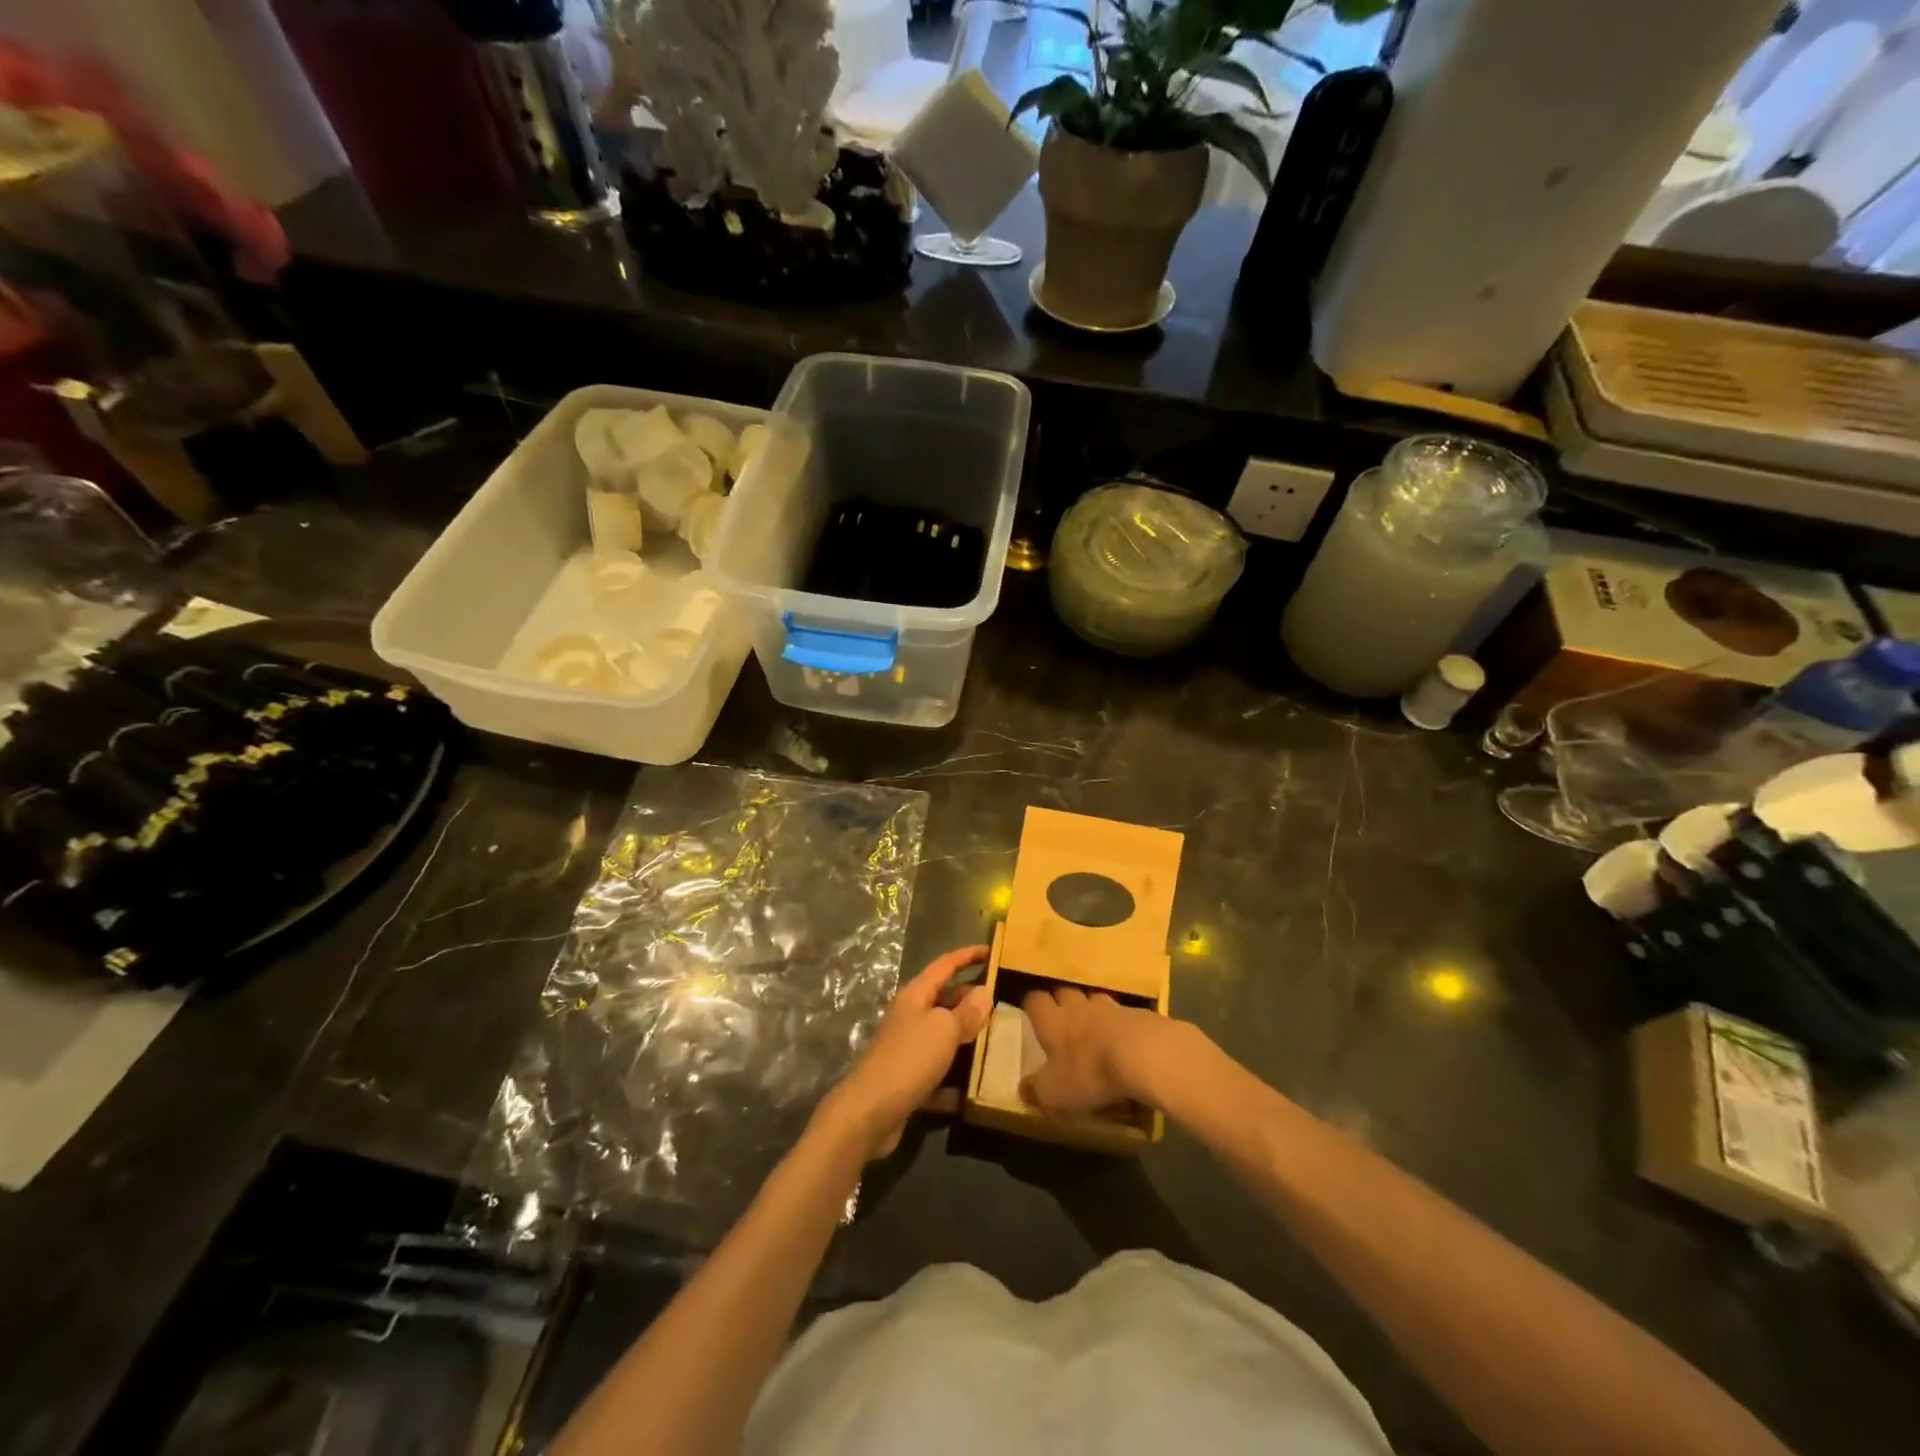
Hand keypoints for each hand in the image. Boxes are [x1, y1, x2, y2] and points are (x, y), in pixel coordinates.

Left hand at [819, 946, 991, 1159]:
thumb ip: (966, 1011)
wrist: (869, 1113)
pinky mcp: (910, 1080)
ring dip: (968, 1038)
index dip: (968, 955)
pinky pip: (940, 1072)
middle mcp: (911, 1017)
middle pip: (946, 999)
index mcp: (916, 995)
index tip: (993, 950)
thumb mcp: (943, 1029)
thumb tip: (984, 991)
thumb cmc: (909, 1059)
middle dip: (973, 999)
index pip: (946, 965)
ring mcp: (909, 1049)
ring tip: (1000, 1040)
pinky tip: (978, 1086)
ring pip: (945, 1036)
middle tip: (1006, 1001)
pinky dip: (957, 1078)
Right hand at [1019, 987, 1172, 1113]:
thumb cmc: (1089, 1071)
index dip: (1033, 1008)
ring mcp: (1111, 1007)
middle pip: (1065, 994)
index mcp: (1053, 1021)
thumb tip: (1023, 1089)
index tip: (1032, 1018)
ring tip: (1096, 1032)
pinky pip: (1124, 1016)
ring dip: (1093, 1012)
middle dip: (1063, 1005)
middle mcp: (1078, 1006)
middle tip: (1063, 1024)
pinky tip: (1126, 1044)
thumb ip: (1037, 1090)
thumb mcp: (1054, 1092)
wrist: (1144, 1054)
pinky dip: (1121, 1026)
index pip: (1035, 1001)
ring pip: (1095, 1001)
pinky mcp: (1139, 1014)